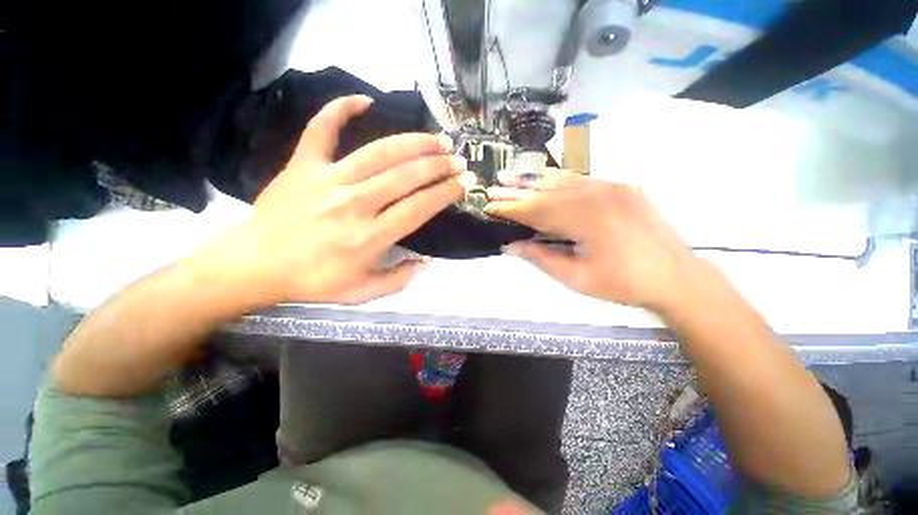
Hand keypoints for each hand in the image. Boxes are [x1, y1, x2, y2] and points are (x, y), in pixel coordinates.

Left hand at [197, 95, 464, 305]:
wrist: (255, 264)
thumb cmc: (312, 281)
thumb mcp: (361, 293)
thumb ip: (398, 280)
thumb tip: (424, 261)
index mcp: (368, 238)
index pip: (418, 208)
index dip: (444, 194)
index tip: (460, 186)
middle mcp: (353, 204)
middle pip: (406, 176)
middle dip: (438, 165)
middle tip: (457, 160)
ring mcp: (327, 180)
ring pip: (379, 152)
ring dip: (414, 142)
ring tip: (436, 138)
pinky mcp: (303, 165)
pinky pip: (322, 129)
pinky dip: (341, 109)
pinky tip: (364, 100)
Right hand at [485, 170, 696, 311]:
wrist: (677, 276)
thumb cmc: (624, 284)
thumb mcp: (577, 279)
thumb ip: (541, 258)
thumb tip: (511, 246)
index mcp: (587, 220)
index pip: (538, 211)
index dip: (512, 209)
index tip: (491, 205)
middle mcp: (598, 196)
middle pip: (547, 193)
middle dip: (517, 192)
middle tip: (494, 188)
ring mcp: (612, 187)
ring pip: (563, 182)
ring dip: (534, 182)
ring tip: (511, 178)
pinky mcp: (621, 187)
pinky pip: (583, 179)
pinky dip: (559, 179)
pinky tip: (545, 178)